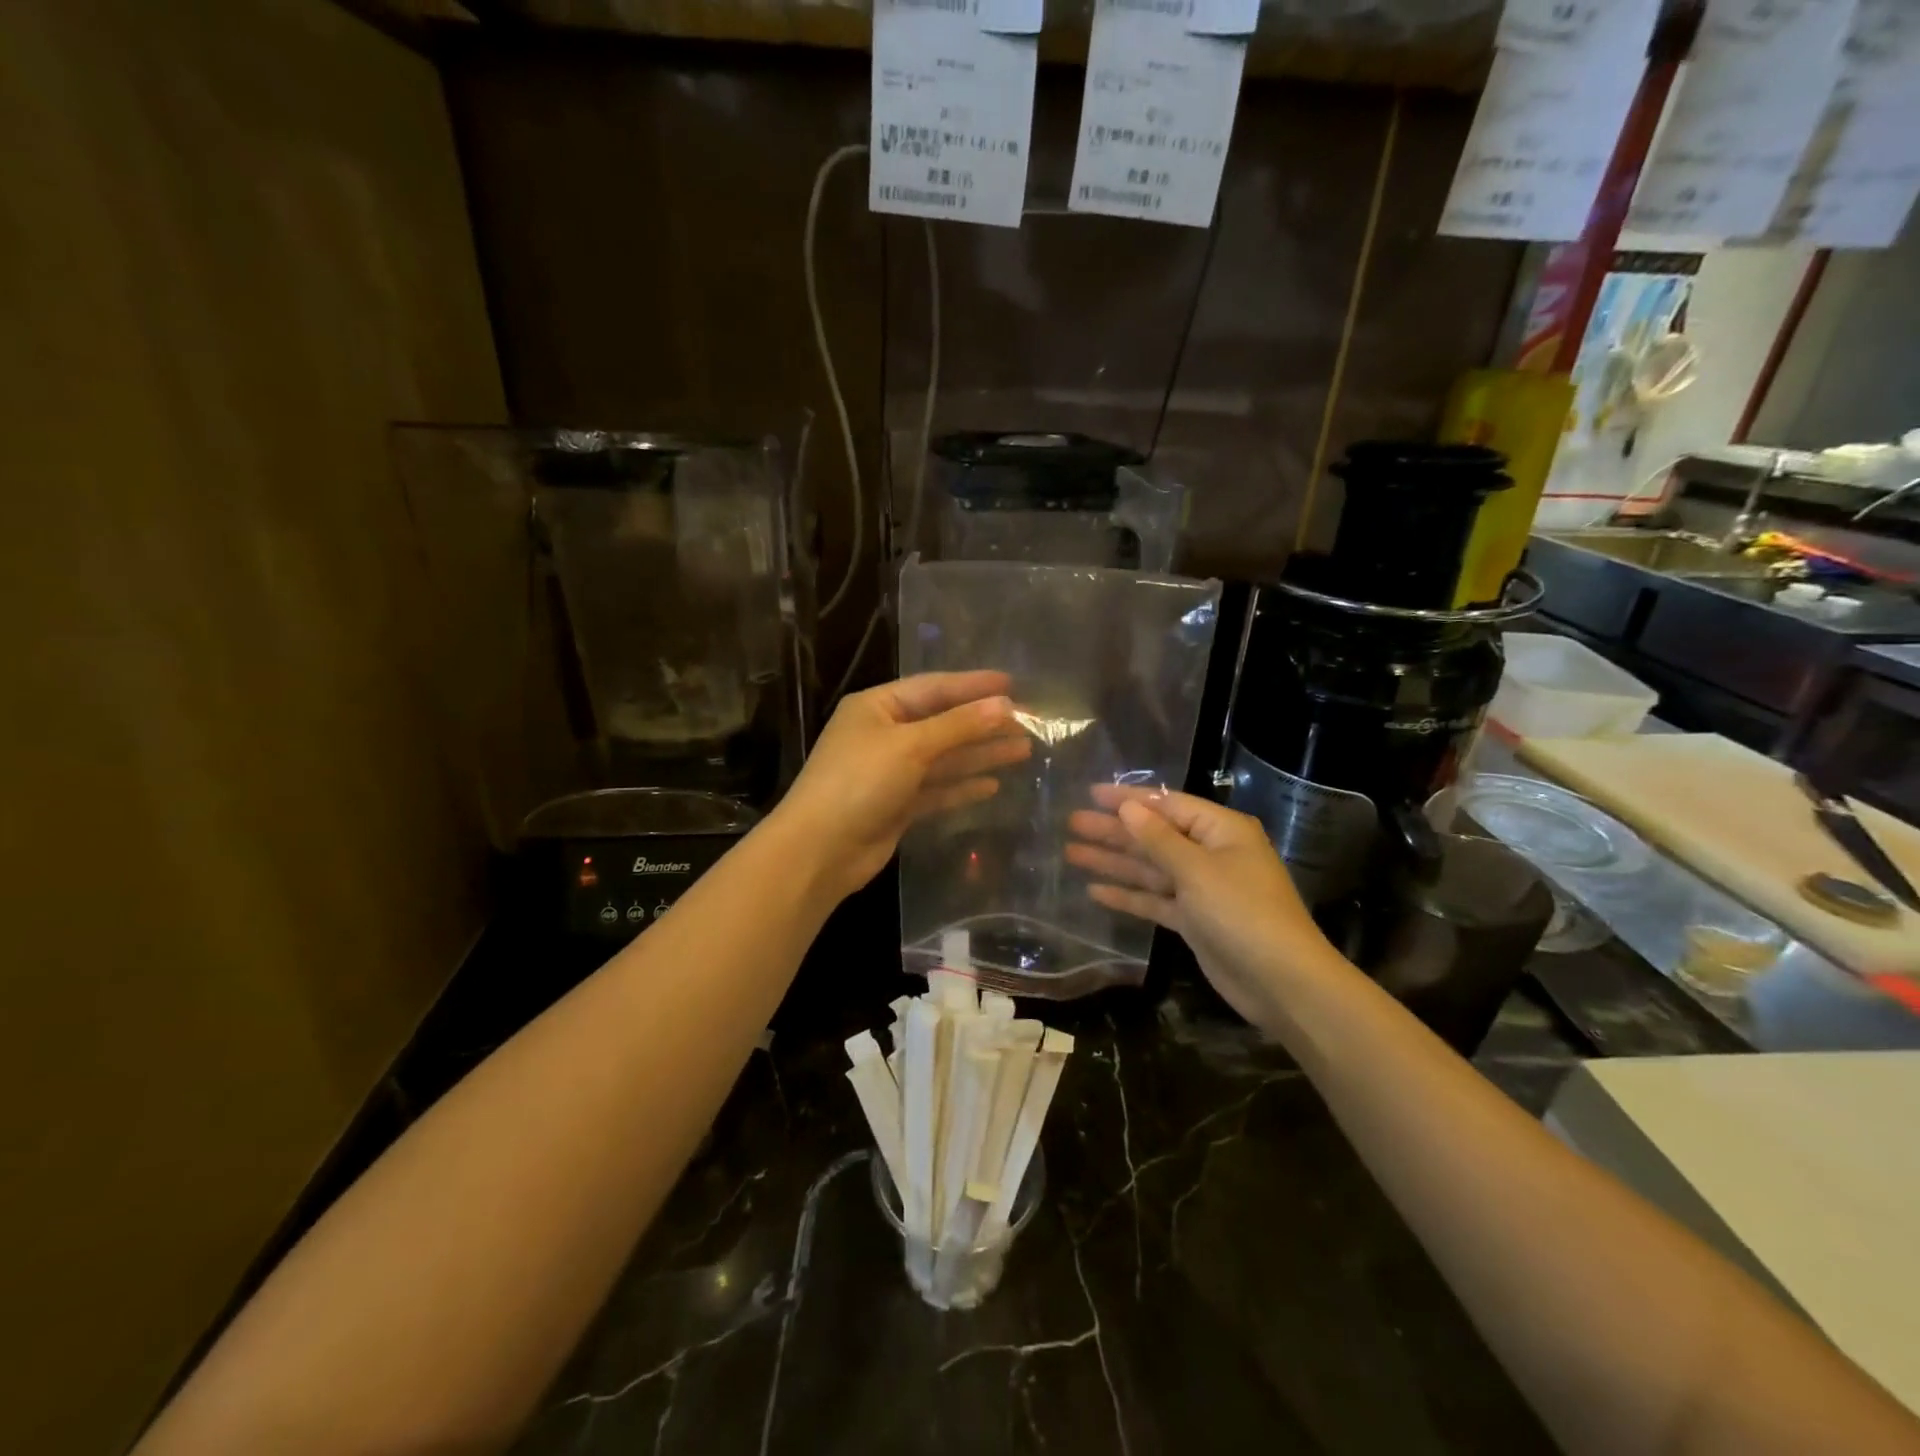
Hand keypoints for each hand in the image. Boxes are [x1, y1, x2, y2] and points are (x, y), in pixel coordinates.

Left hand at [774, 671, 1031, 903]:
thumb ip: (959, 725)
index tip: (1013, 684)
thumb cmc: (860, 782)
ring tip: (1023, 750)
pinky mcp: (897, 804)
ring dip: (980, 754)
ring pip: (944, 758)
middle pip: (943, 723)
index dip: (974, 686)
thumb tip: (1005, 704)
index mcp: (877, 707)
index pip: (934, 688)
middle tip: (1029, 722)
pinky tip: (993, 785)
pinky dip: (963, 786)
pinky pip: (937, 789)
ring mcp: (890, 771)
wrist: (821, 850)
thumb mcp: (911, 746)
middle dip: (983, 723)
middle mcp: (884, 734)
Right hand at [1066, 786, 1344, 1029]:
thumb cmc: (1242, 912)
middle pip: (1154, 836)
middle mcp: (1211, 854)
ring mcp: (1202, 889)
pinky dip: (1128, 895)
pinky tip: (1095, 891)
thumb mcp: (1197, 870)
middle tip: (1072, 823)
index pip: (1167, 805)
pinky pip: (1155, 899)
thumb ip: (1158, 839)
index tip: (1091, 794)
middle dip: (1114, 830)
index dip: (1128, 798)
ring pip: (1150, 868)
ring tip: (1072, 853)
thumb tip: (1129, 807)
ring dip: (1114, 861)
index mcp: (1221, 831)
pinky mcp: (1194, 920)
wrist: (1282, 982)